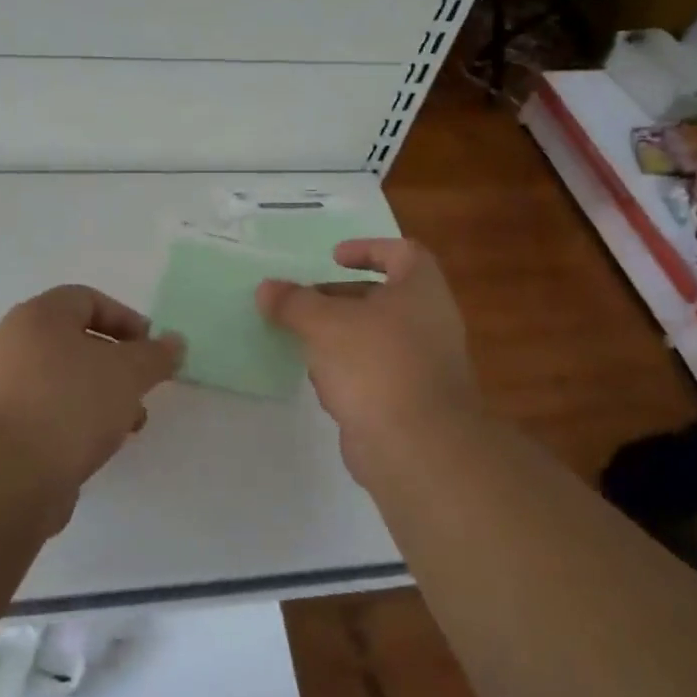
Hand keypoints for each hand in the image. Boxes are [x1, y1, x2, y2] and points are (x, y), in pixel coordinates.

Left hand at [0, 284, 184, 501]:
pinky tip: (95, 448)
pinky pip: (46, 413)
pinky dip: (74, 422)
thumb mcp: (128, 373)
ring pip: (62, 381)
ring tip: (127, 426)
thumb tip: (174, 342)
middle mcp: (12, 344)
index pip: (86, 299)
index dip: (126, 319)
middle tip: (142, 388)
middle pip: (74, 341)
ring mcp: (0, 388)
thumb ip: (156, 355)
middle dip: (116, 364)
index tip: (152, 350)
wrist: (4, 477)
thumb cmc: (69, 405)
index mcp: (37, 316)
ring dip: (99, 397)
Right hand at [257, 239, 481, 484]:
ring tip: (303, 343)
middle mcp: (429, 323)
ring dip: (340, 338)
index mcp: (421, 291)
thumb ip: (293, 302)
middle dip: (338, 298)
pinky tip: (323, 386)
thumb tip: (267, 288)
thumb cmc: (375, 364)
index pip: (402, 253)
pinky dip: (349, 373)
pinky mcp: (410, 402)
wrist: (417, 447)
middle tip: (302, 304)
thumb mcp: (324, 323)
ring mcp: (423, 365)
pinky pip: (375, 375)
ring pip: (375, 339)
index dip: (368, 249)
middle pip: (382, 298)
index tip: (332, 258)